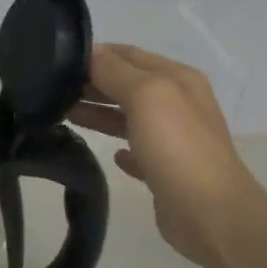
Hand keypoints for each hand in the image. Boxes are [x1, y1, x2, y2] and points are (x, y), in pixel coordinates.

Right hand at [68, 43, 266, 267]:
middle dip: (95, 83)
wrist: (211, 215)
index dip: (98, 54)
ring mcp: (175, 139)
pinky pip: (140, 152)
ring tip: (65, 114)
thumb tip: (92, 53)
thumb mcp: (146, 96)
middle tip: (55, 89)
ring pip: (130, 117)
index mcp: (178, 79)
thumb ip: (116, 71)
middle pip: (129, 85)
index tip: (60, 59)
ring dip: (101, 114)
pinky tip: (111, 155)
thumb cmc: (177, 146)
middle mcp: (178, 104)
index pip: (131, 54)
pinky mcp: (168, 172)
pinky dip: (123, 149)